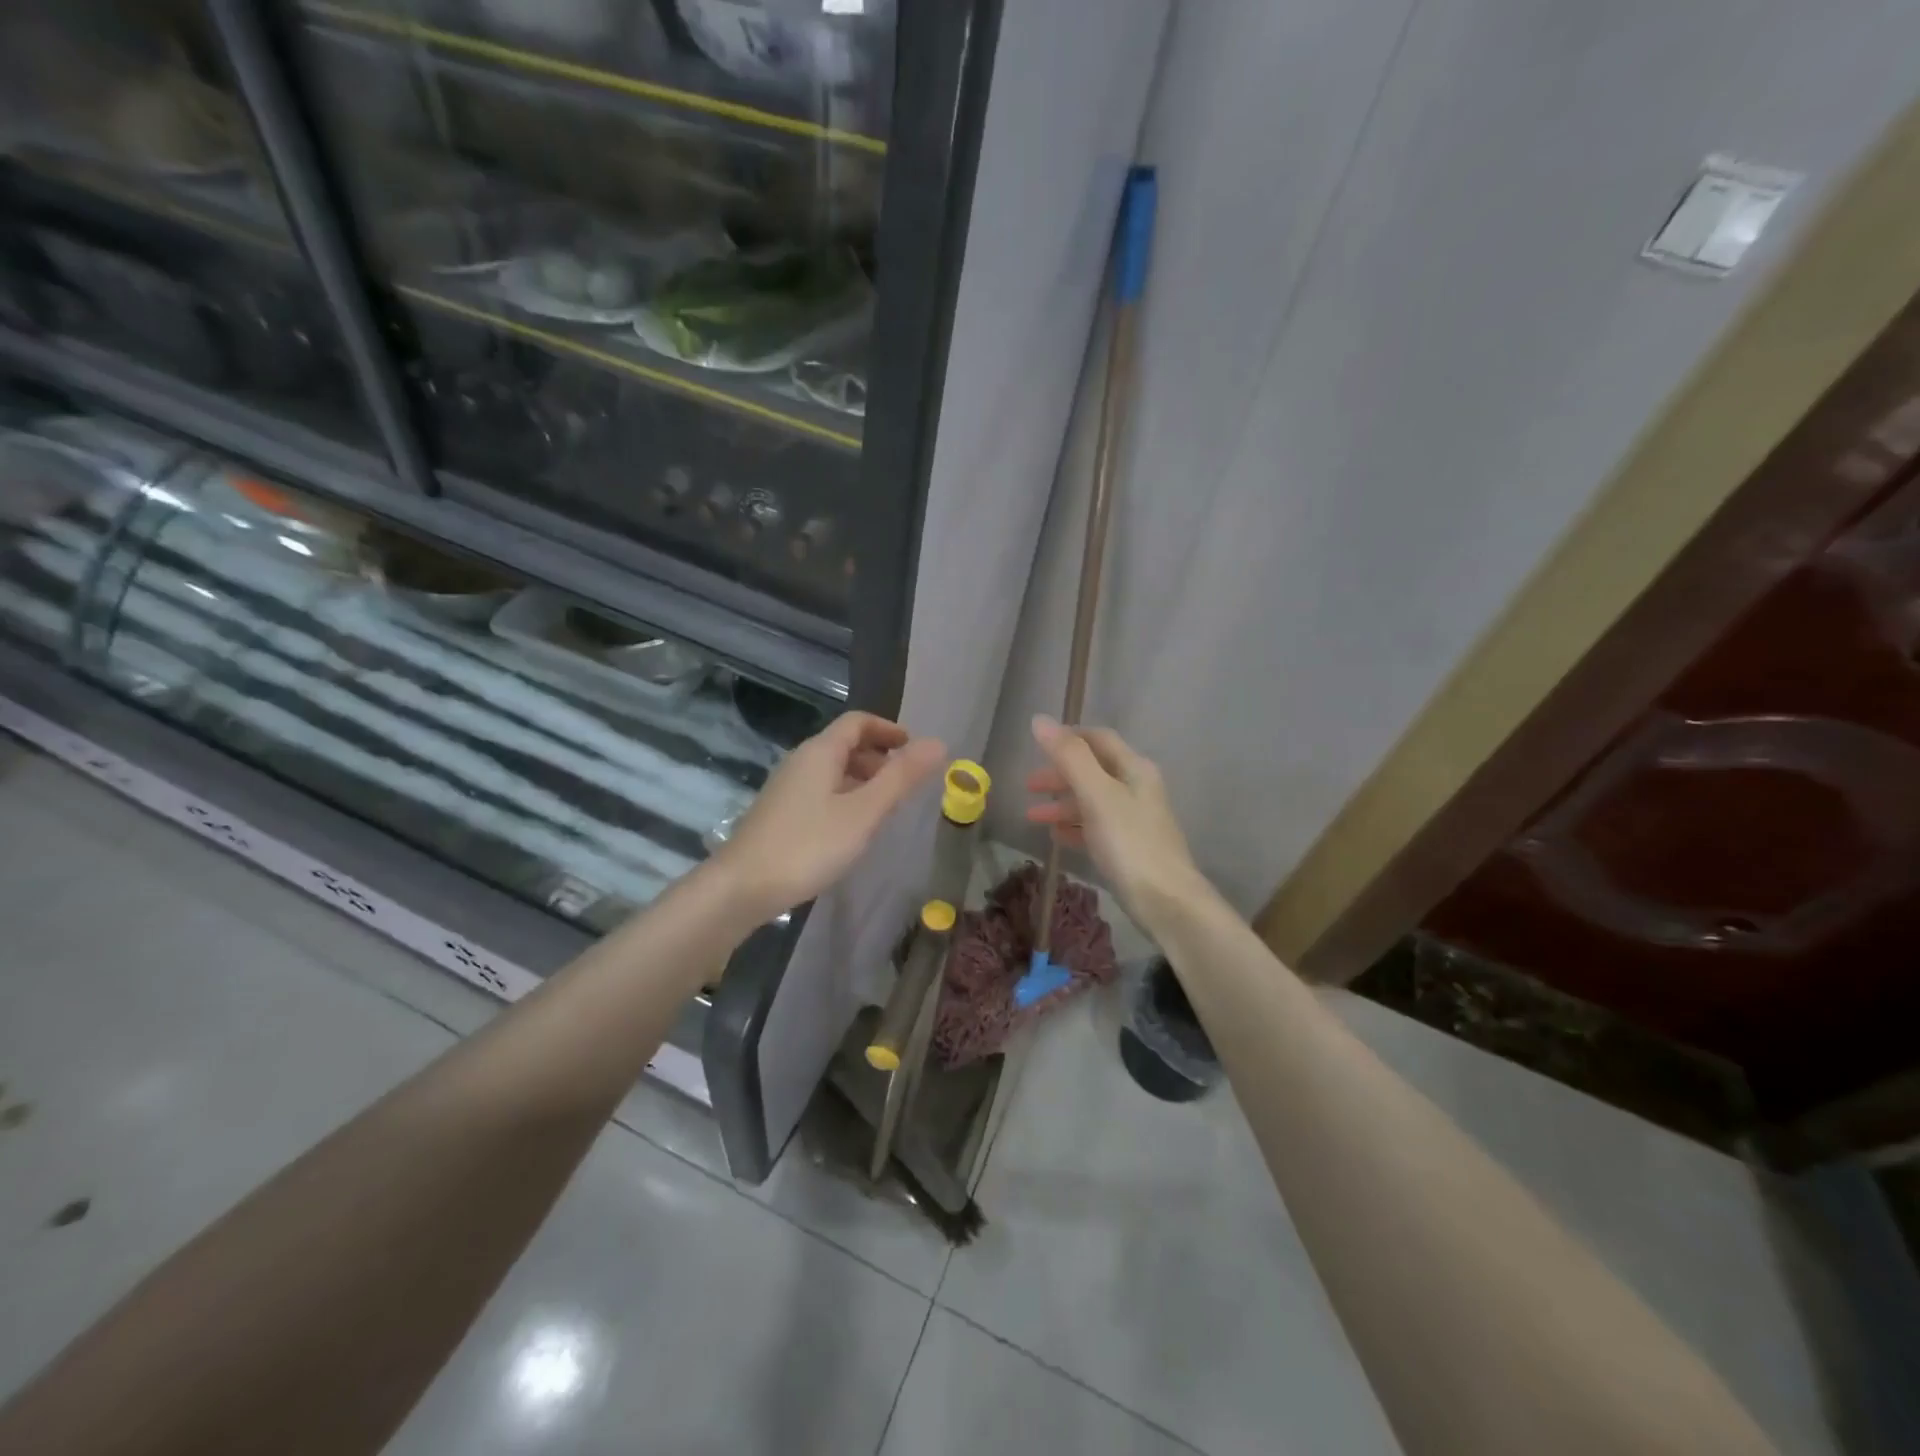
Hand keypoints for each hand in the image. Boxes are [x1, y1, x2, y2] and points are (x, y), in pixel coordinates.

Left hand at [717, 711, 945, 920]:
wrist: (741, 888)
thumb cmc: (808, 845)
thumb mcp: (863, 812)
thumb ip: (901, 778)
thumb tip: (938, 743)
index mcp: (820, 752)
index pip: (857, 722)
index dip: (888, 729)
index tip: (914, 749)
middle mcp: (801, 762)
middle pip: (844, 744)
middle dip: (878, 756)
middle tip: (905, 782)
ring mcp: (787, 788)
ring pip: (832, 770)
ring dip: (863, 779)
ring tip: (886, 807)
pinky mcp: (780, 814)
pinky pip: (821, 791)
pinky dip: (845, 797)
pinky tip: (854, 828)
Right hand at [1026, 715, 1204, 921]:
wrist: (1166, 901)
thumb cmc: (1130, 843)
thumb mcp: (1096, 795)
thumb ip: (1069, 757)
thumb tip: (1040, 720)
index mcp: (1134, 769)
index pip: (1098, 739)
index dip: (1068, 737)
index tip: (1036, 745)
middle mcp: (1137, 788)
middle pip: (1093, 770)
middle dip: (1059, 775)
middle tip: (1028, 786)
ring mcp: (1135, 819)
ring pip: (1092, 801)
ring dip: (1062, 804)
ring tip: (1033, 818)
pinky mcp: (1130, 848)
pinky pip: (1096, 827)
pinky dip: (1075, 826)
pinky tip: (1057, 838)